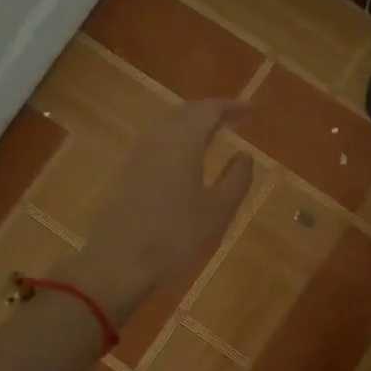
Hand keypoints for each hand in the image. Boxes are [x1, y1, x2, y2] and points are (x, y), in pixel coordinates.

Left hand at [59, 99, 254, 319]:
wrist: (118, 263)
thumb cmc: (175, 236)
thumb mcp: (217, 211)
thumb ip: (236, 179)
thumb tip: (244, 155)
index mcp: (182, 142)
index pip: (209, 109)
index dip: (232, 106)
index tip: (252, 110)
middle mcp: (157, 139)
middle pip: (185, 112)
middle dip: (211, 111)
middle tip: (234, 119)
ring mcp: (137, 155)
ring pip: (168, 125)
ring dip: (191, 124)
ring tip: (213, 135)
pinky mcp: (126, 172)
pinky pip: (156, 141)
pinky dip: (176, 139)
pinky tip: (185, 158)